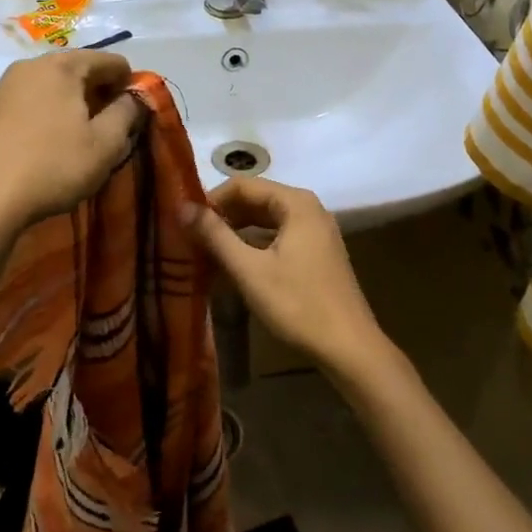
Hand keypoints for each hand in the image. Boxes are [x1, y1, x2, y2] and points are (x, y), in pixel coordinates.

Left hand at [0, 51, 140, 245]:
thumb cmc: (52, 166)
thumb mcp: (105, 144)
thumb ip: (127, 113)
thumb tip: (135, 97)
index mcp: (63, 66)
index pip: (111, 61)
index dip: (130, 85)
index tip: (134, 115)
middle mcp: (31, 65)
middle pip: (80, 70)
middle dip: (100, 95)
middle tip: (111, 130)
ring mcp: (5, 87)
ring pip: (54, 88)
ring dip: (74, 107)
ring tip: (81, 140)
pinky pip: (32, 103)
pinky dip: (49, 116)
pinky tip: (50, 146)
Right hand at [183, 178, 397, 387]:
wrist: (349, 346)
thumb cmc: (297, 304)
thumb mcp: (249, 270)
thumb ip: (215, 235)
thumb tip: (182, 207)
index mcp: (296, 203)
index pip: (243, 185)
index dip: (211, 200)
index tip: (185, 223)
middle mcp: (309, 209)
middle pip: (256, 200)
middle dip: (223, 217)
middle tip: (191, 239)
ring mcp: (316, 231)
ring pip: (267, 221)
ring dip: (237, 233)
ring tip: (207, 253)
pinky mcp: (317, 253)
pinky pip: (279, 237)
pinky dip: (255, 246)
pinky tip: (235, 266)